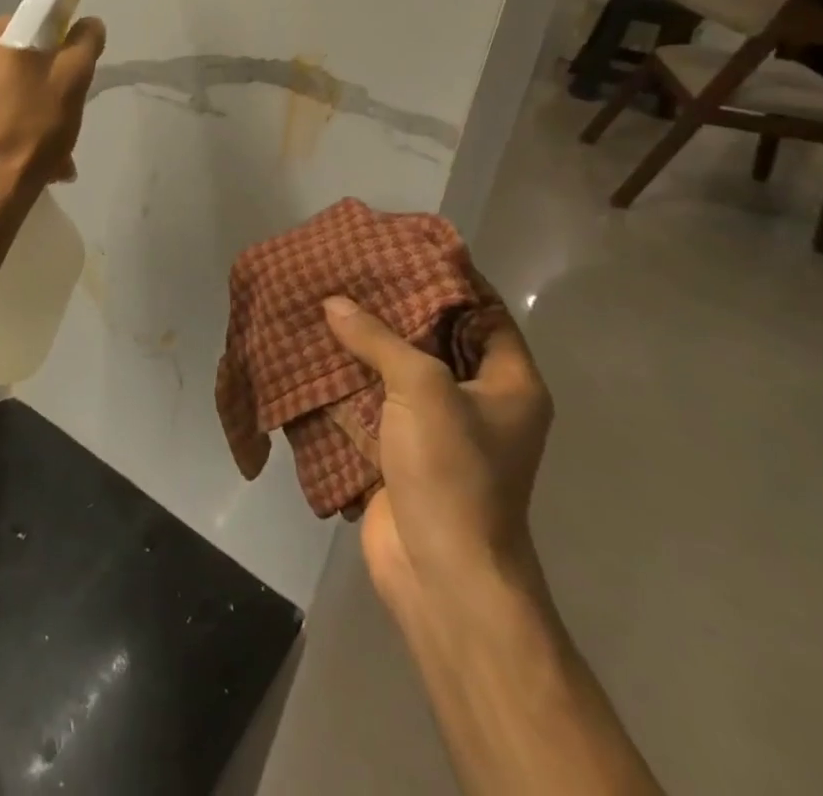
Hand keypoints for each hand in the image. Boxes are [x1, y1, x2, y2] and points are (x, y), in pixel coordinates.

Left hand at [0, 15, 105, 214]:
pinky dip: (4, 133)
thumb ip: (83, 42)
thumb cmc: (25, 131)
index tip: (68, 82)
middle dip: (41, 92)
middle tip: (62, 123)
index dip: (56, 52)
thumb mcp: (70, 80)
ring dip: (27, 118)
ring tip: (51, 157)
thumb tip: (88, 23)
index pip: (27, 27)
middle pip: (12, 64)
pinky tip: (24, 164)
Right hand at [324, 296, 552, 618]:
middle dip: (396, 306)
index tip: (405, 247)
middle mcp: (478, 401)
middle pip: (436, 337)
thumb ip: (377, 338)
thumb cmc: (454, 472)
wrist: (442, 574)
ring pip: (399, 370)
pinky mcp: (402, 452)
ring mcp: (439, 429)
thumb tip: (333, 303)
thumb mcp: (421, 388)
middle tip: (355, 269)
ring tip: (326, 300)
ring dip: (365, 343)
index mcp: (508, 382)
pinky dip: (347, 381)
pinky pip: (374, 402)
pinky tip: (314, 352)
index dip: (449, 277)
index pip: (484, 311)